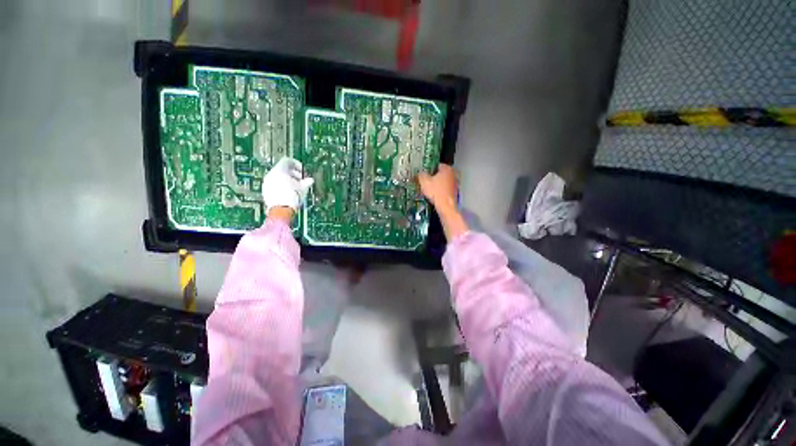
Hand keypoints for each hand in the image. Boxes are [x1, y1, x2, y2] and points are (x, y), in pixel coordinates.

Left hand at [262, 157, 313, 213]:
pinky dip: (283, 187)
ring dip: (289, 181)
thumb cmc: (292, 197)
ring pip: (278, 178)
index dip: (298, 165)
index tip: (303, 172)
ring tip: (297, 189)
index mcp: (279, 170)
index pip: (288, 161)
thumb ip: (307, 182)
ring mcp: (267, 183)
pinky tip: (290, 195)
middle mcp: (271, 175)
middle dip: (294, 174)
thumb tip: (310, 180)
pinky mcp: (266, 192)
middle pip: (283, 169)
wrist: (281, 212)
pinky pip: (275, 185)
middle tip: (302, 181)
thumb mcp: (303, 188)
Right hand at [417, 164, 468, 240]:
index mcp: (447, 168)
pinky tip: (435, 195)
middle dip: (434, 177)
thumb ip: (421, 175)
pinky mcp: (455, 192)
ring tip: (430, 189)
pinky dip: (441, 191)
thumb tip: (420, 173)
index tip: (424, 174)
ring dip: (438, 184)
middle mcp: (453, 174)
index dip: (429, 169)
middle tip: (426, 182)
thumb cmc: (436, 192)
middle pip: (441, 173)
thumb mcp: (424, 181)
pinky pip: (446, 189)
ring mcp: (456, 183)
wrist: (446, 206)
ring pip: (444, 181)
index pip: (436, 165)